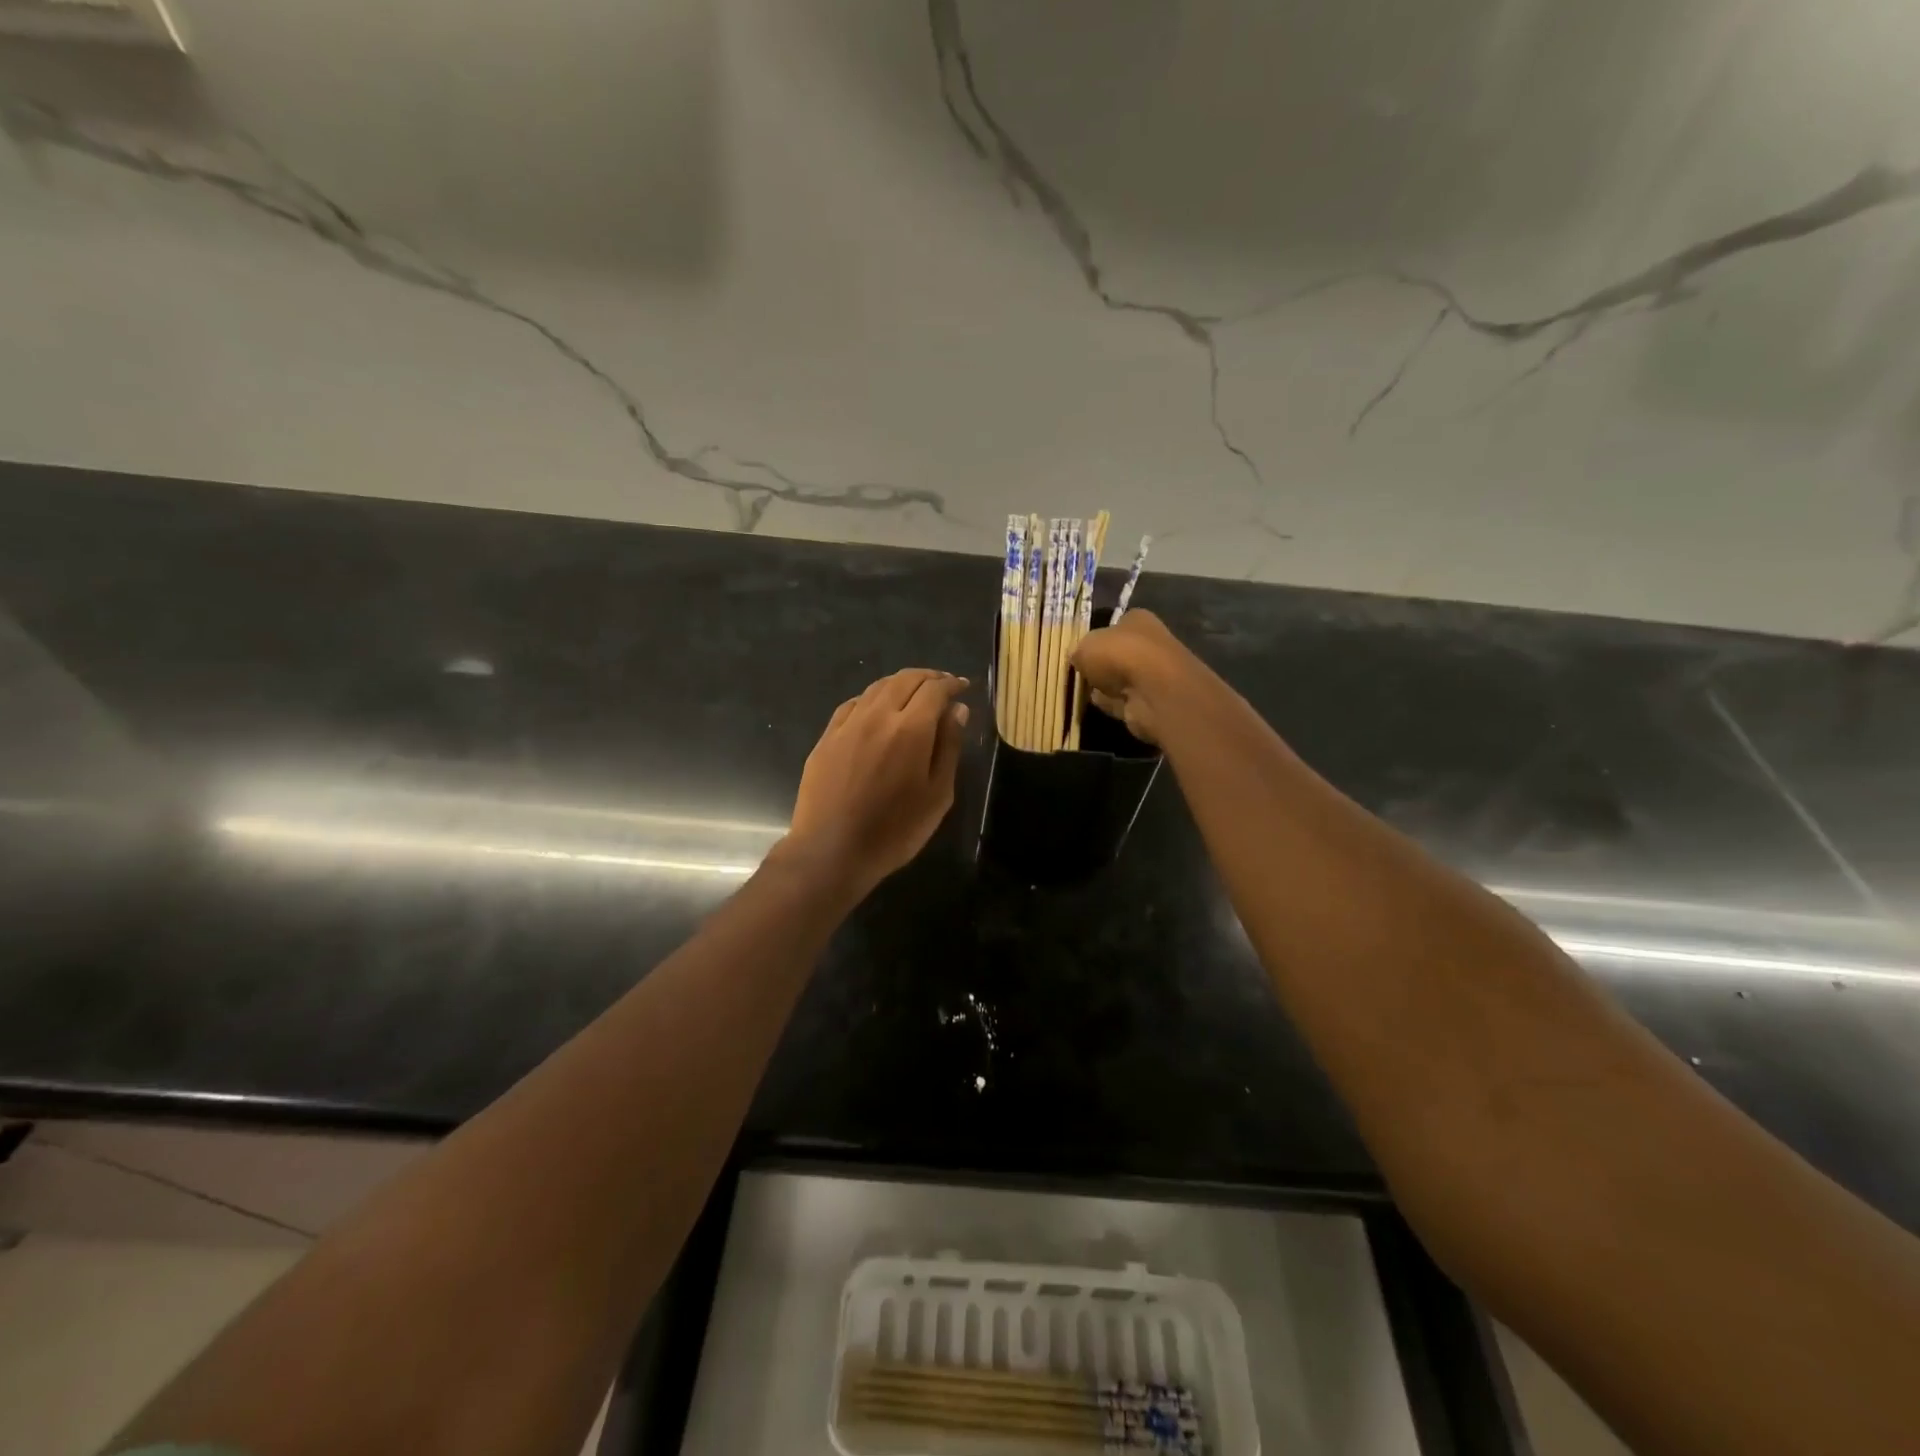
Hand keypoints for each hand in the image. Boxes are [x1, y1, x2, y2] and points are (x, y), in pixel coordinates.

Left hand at [785, 669, 969, 899]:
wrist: (831, 850)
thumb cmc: (895, 830)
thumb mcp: (937, 795)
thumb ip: (949, 747)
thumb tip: (957, 710)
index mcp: (911, 729)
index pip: (935, 690)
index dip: (952, 684)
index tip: (963, 687)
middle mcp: (878, 716)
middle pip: (905, 679)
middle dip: (928, 677)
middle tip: (942, 685)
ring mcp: (848, 725)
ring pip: (876, 688)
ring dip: (900, 683)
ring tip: (913, 693)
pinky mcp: (826, 738)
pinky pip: (853, 705)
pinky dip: (872, 698)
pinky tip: (876, 709)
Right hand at [1069, 610, 1196, 744]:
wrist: (1153, 692)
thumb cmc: (1120, 656)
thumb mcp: (1085, 646)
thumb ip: (1078, 650)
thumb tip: (1075, 657)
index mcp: (1137, 620)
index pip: (1113, 626)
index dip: (1095, 638)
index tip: (1078, 651)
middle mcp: (1148, 644)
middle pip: (1116, 654)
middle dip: (1099, 665)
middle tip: (1077, 673)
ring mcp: (1151, 674)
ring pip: (1119, 679)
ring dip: (1104, 686)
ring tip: (1081, 691)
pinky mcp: (1150, 700)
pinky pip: (1123, 700)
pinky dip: (1111, 703)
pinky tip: (1097, 704)